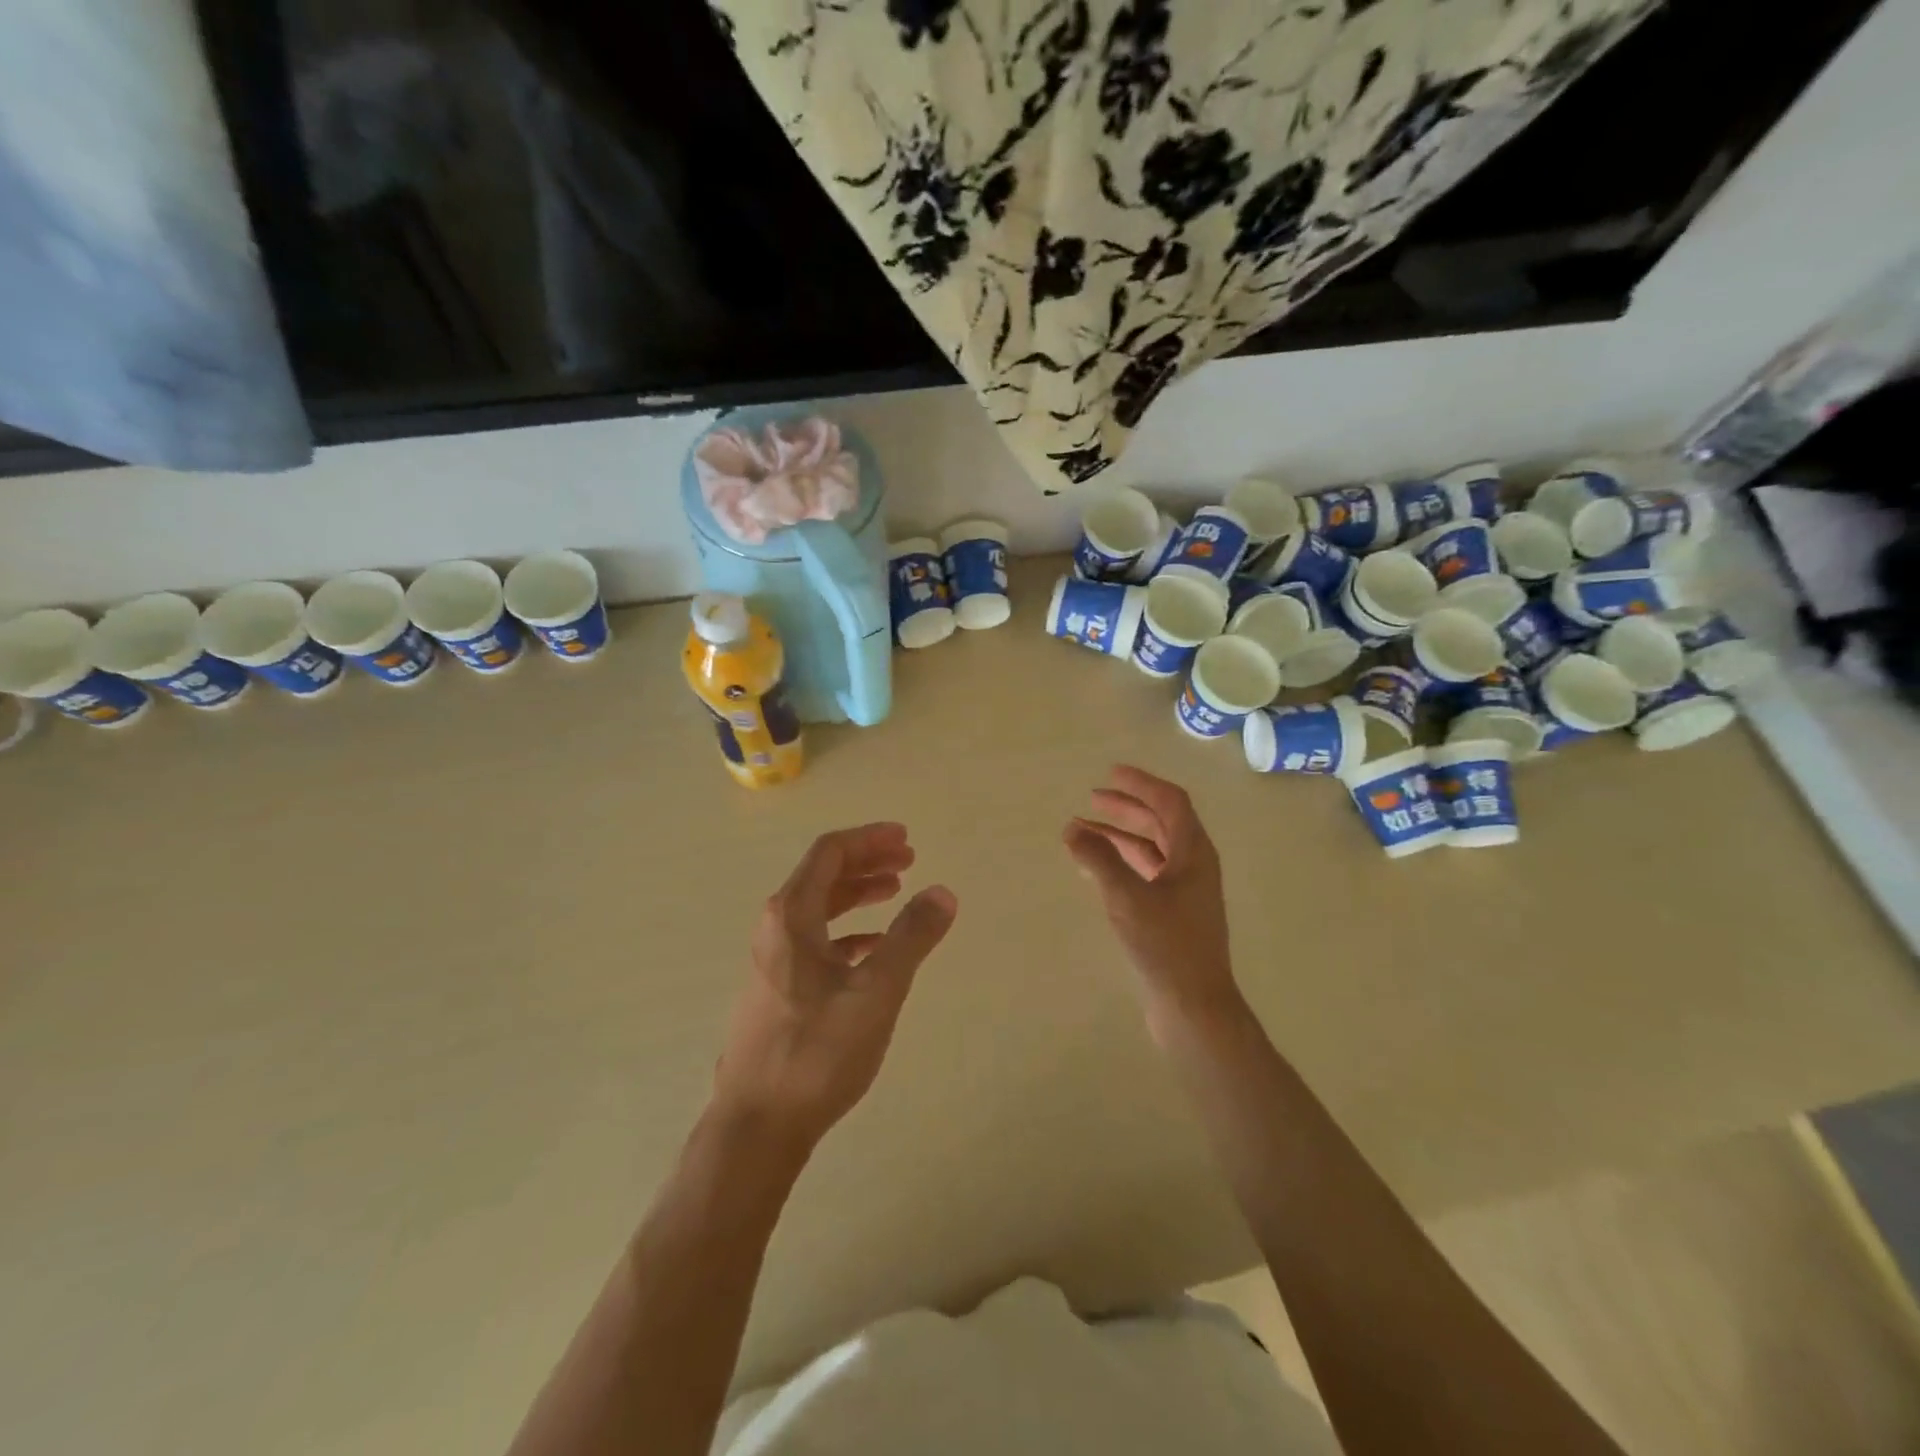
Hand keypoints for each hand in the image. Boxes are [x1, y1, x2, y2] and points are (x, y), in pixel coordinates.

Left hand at [714, 823, 956, 1149]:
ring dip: (858, 894)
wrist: (757, 1125)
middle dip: (867, 862)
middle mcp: (776, 929)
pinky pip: (817, 941)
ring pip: (820, 909)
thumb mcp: (876, 991)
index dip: (869, 839)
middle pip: (823, 876)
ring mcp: (773, 960)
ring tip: (896, 892)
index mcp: (791, 916)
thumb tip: (943, 892)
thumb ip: (911, 938)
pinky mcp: (778, 990)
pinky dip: (848, 932)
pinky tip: (874, 947)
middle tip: (908, 860)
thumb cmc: (816, 1051)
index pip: (830, 853)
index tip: (906, 838)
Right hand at [1064, 766, 1241, 1030]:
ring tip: (1082, 832)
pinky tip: (1096, 868)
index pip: (1170, 802)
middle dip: (1127, 808)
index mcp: (1194, 852)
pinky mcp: (1173, 914)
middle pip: (1160, 822)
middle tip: (1092, 800)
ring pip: (1151, 849)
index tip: (1111, 773)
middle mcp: (1194, 865)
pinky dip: (1122, 863)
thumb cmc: (1165, 944)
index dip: (1141, 783)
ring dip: (1120, 836)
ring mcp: (1185, 891)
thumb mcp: (1127, 896)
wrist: (1194, 1005)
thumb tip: (1072, 829)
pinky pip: (1146, 873)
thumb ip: (1099, 859)